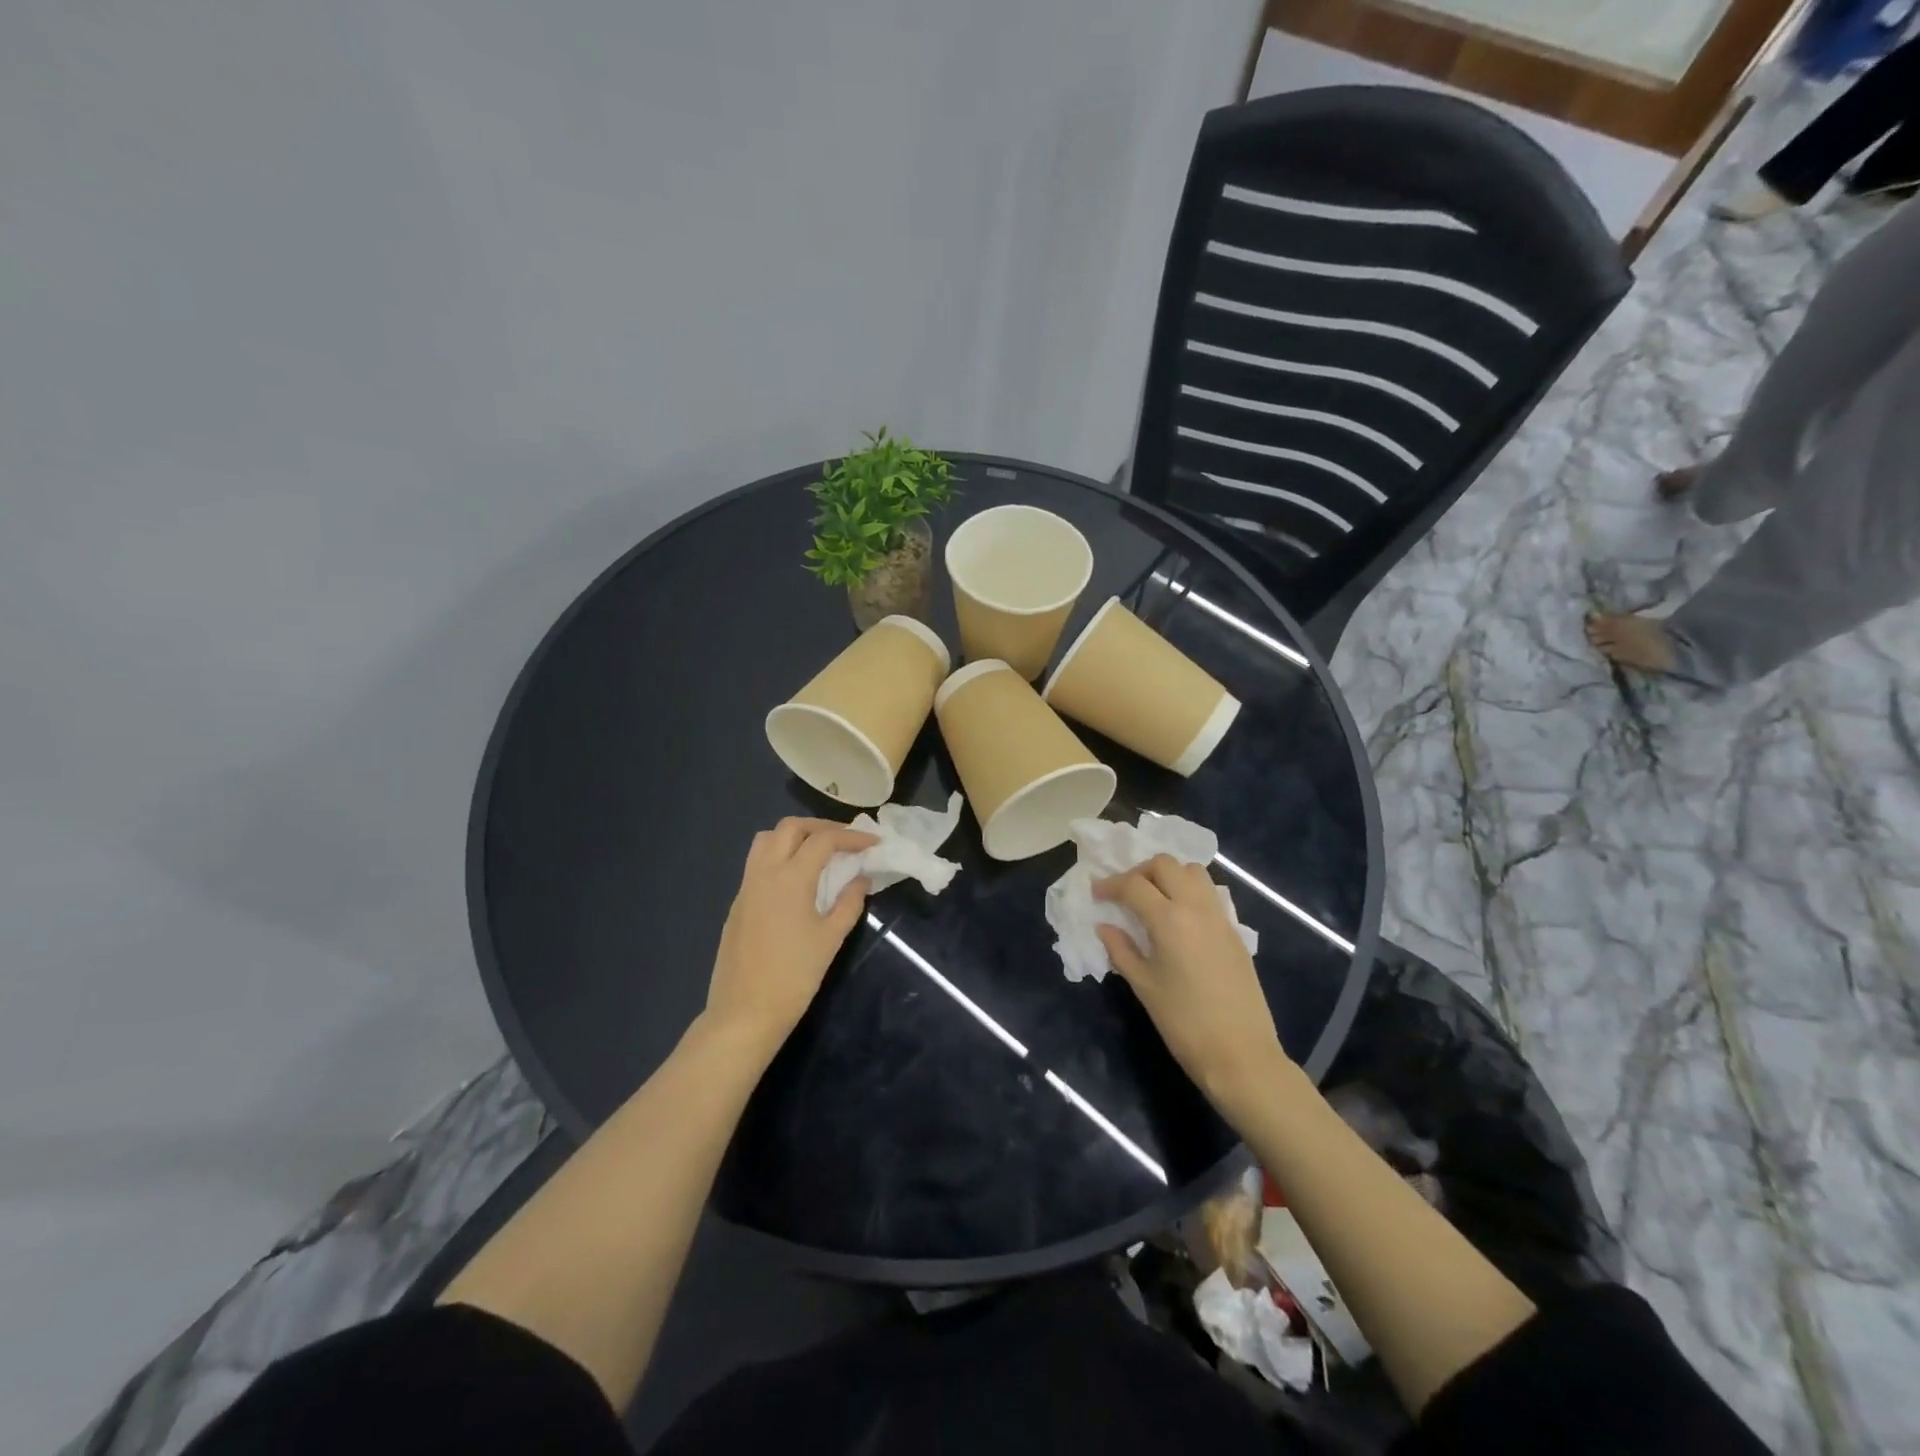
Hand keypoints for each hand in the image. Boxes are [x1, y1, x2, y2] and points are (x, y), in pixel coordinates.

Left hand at [705, 817, 877, 1055]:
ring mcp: (746, 886)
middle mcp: (764, 872)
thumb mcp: (831, 939)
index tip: (873, 843)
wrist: (744, 1012)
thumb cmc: (794, 976)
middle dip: (820, 827)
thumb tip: (861, 879)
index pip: (824, 840)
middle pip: (790, 828)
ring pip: (766, 839)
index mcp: (790, 878)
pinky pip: (757, 862)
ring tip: (818, 853)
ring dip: (794, 836)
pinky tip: (796, 880)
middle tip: (844, 841)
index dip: (852, 837)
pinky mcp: (737, 903)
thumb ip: (849, 902)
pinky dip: (779, 855)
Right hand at [1095, 856, 1288, 1121]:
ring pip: (1193, 871)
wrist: (1240, 1053)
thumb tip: (1105, 927)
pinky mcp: (1234, 931)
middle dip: (1139, 872)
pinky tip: (1178, 917)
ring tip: (1153, 898)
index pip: (1133, 885)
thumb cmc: (1183, 1022)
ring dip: (1169, 875)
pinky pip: (1209, 893)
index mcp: (1169, 920)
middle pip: (1165, 865)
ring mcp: (1220, 917)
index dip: (1110, 885)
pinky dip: (1189, 890)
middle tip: (1125, 893)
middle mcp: (1196, 907)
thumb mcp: (1144, 986)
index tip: (1096, 894)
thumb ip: (1121, 950)